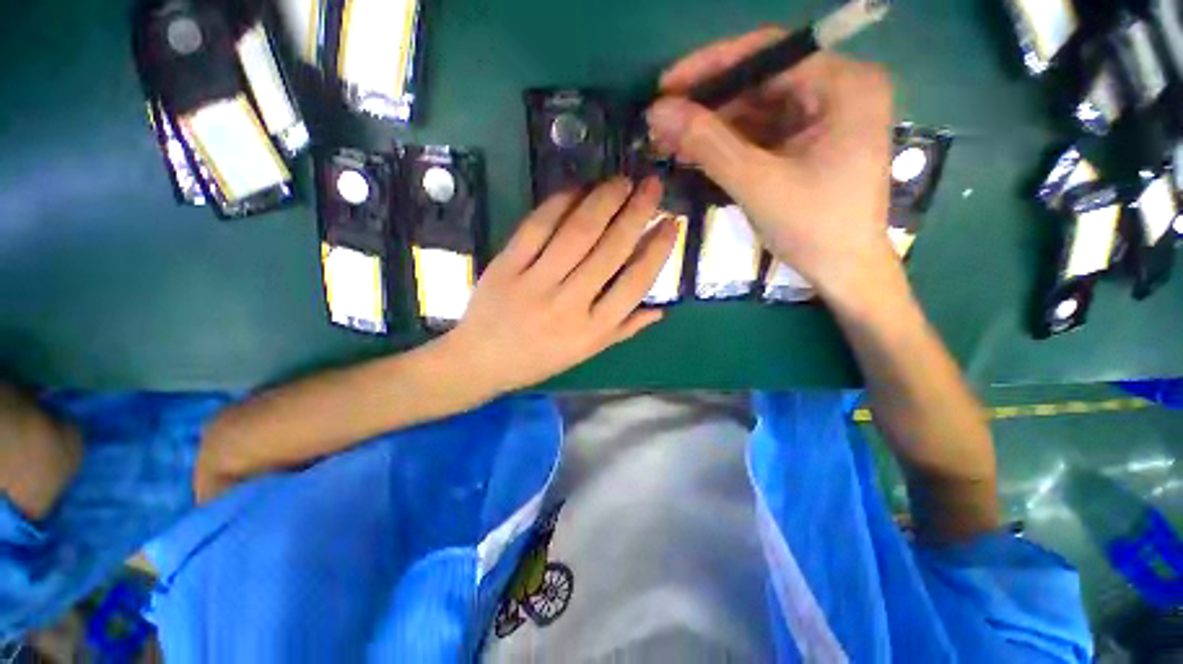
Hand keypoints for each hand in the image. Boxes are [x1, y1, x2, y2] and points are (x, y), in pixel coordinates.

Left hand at [445, 177, 676, 394]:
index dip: (657, 250)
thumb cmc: (538, 360)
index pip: (635, 284)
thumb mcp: (585, 352)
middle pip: (610, 251)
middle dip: (637, 213)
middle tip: (652, 186)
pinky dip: (560, 203)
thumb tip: (660, 310)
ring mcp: (535, 283)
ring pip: (577, 233)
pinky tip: (578, 189)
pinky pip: (537, 227)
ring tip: (622, 181)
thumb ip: (623, 330)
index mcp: (591, 330)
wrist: (480, 361)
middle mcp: (568, 305)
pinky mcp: (506, 266)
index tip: (672, 223)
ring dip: (604, 200)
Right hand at [646, 29, 898, 307]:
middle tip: (662, 121)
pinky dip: (727, 142)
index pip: (768, 54)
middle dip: (707, 102)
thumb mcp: (757, 183)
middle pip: (760, 81)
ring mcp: (823, 116)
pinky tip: (694, 151)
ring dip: (711, 125)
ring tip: (669, 139)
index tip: (665, 87)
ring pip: (756, 108)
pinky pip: (760, 132)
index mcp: (844, 84)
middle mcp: (838, 89)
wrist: (844, 271)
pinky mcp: (808, 142)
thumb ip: (708, 144)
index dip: (710, 67)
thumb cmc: (813, 228)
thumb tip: (657, 112)